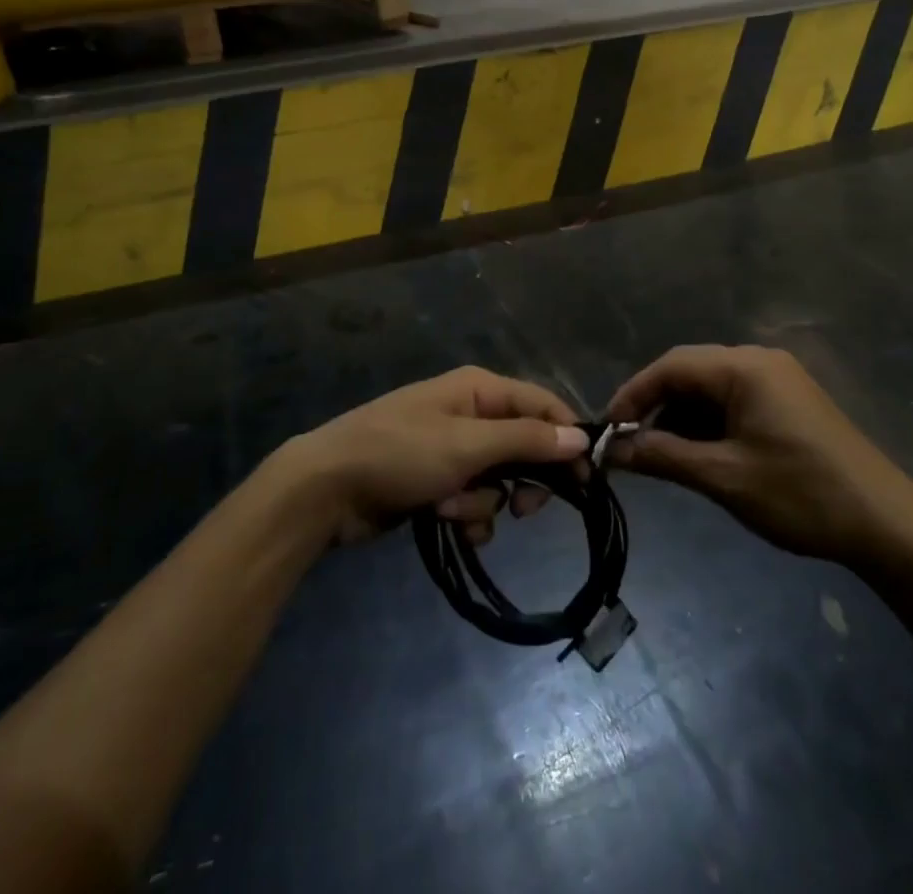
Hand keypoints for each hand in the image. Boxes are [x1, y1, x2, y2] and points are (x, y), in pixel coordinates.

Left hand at [287, 367, 588, 544]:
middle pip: (524, 446)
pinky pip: (473, 498)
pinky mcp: (436, 480)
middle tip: (524, 510)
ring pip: (499, 480)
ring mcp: (452, 448)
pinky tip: (445, 523)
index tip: (586, 481)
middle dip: (521, 480)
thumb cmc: (400, 454)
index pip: (542, 406)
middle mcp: (470, 413)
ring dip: (484, 502)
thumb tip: (581, 437)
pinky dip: (466, 515)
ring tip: (453, 510)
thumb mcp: (467, 445)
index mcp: (479, 389)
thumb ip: (526, 441)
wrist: (326, 488)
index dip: (566, 440)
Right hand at [607, 345, 912, 563]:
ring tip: (662, 456)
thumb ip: (663, 456)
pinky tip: (701, 454)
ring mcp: (778, 379)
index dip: (633, 394)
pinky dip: (709, 423)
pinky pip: (734, 400)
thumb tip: (613, 451)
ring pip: (711, 388)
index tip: (608, 429)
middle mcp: (760, 361)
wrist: (887, 525)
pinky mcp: (790, 401)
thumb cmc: (800, 494)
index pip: (671, 366)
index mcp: (744, 367)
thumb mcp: (723, 477)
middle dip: (656, 407)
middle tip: (630, 445)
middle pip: (690, 372)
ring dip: (682, 417)